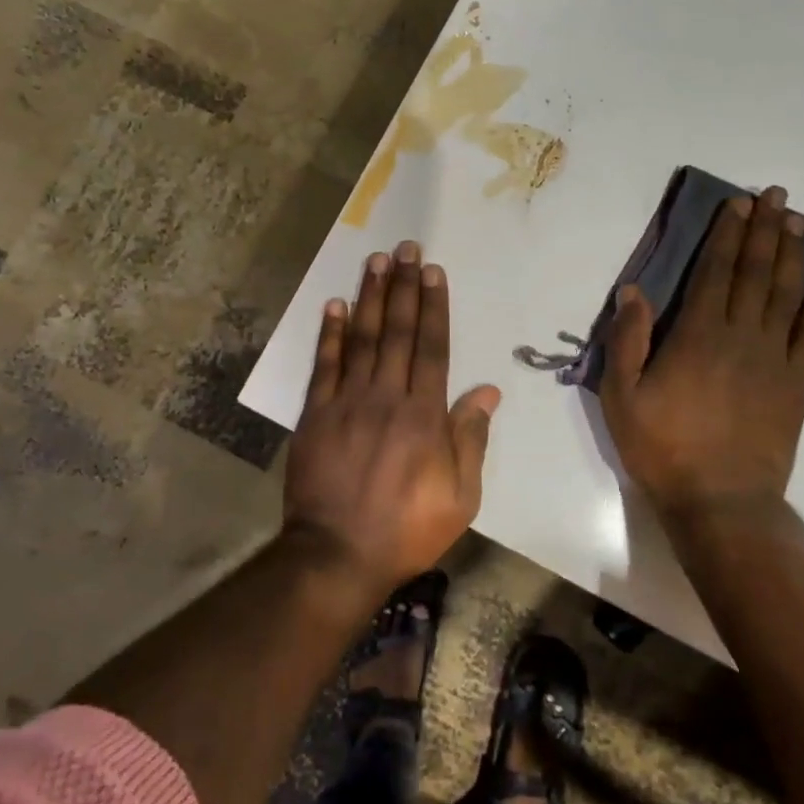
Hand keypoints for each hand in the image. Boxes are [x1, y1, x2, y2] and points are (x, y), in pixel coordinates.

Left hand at [285, 240, 501, 594]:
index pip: (432, 347)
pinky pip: (324, 366)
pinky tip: (334, 305)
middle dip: (403, 287)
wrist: (337, 555)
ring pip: (361, 339)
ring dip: (369, 297)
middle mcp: (386, 397)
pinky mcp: (316, 415)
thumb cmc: (407, 529)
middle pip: (397, 332)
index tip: (433, 272)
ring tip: (376, 261)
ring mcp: (347, 403)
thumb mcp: (460, 496)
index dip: (434, 307)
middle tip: (406, 248)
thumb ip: (471, 439)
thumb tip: (487, 391)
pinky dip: (329, 334)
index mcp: (424, 415)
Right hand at [600, 186, 803, 518]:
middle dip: (764, 230)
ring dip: (792, 255)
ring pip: (786, 295)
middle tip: (776, 196)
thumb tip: (633, 291)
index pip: (714, 272)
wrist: (721, 500)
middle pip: (755, 273)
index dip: (726, 235)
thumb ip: (628, 341)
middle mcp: (741, 336)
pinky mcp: (795, 384)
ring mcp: (774, 359)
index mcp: (697, 335)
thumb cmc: (663, 447)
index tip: (737, 204)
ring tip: (799, 223)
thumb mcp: (622, 396)